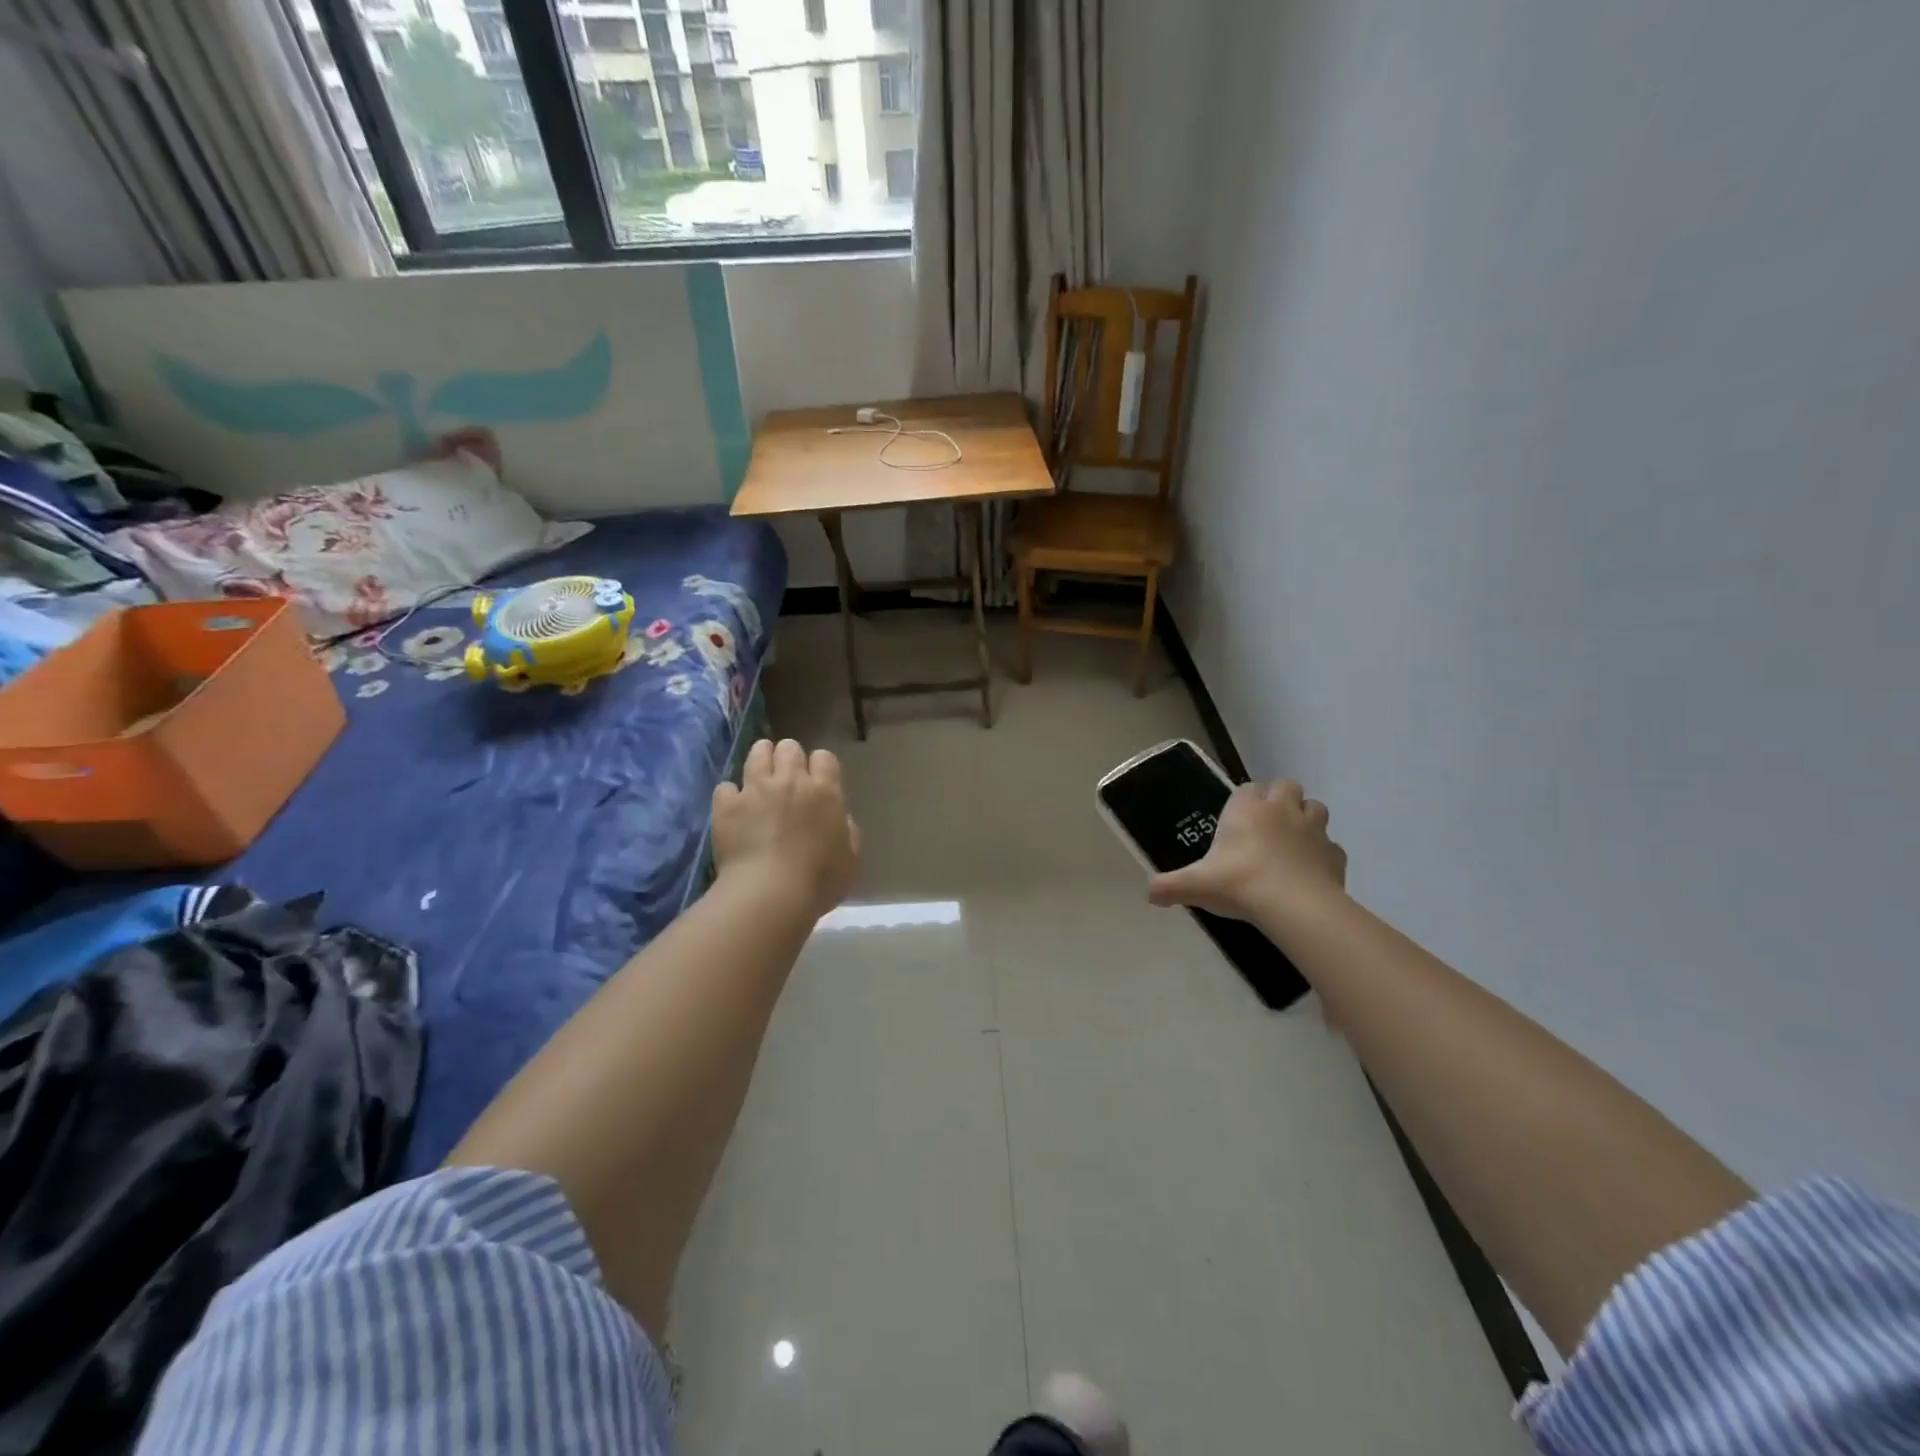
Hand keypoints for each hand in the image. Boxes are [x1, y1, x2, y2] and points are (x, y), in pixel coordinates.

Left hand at [712, 738, 860, 919]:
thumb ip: (847, 832)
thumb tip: (839, 819)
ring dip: (760, 759)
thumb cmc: (819, 881)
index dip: (820, 766)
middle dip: (788, 757)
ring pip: (757, 754)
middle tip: (787, 776)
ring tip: (760, 774)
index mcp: (825, 792)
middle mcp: (790, 781)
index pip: (824, 757)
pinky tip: (732, 808)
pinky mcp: (726, 805)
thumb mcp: (850, 860)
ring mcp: (755, 789)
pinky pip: (726, 787)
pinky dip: (730, 796)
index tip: (818, 781)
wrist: (770, 894)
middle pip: (789, 748)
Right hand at [1147, 780, 1346, 924]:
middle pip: (1286, 786)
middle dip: (1280, 800)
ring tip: (1291, 843)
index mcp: (1247, 809)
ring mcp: (1313, 829)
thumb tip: (1148, 894)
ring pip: (1315, 808)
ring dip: (1305, 819)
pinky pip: (1331, 847)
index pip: (1247, 788)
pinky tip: (1311, 872)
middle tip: (1266, 827)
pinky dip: (1323, 855)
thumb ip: (1169, 886)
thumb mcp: (1196, 885)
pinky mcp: (1335, 854)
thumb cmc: (1240, 883)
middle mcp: (1281, 809)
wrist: (1293, 906)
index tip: (1235, 823)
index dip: (1243, 802)